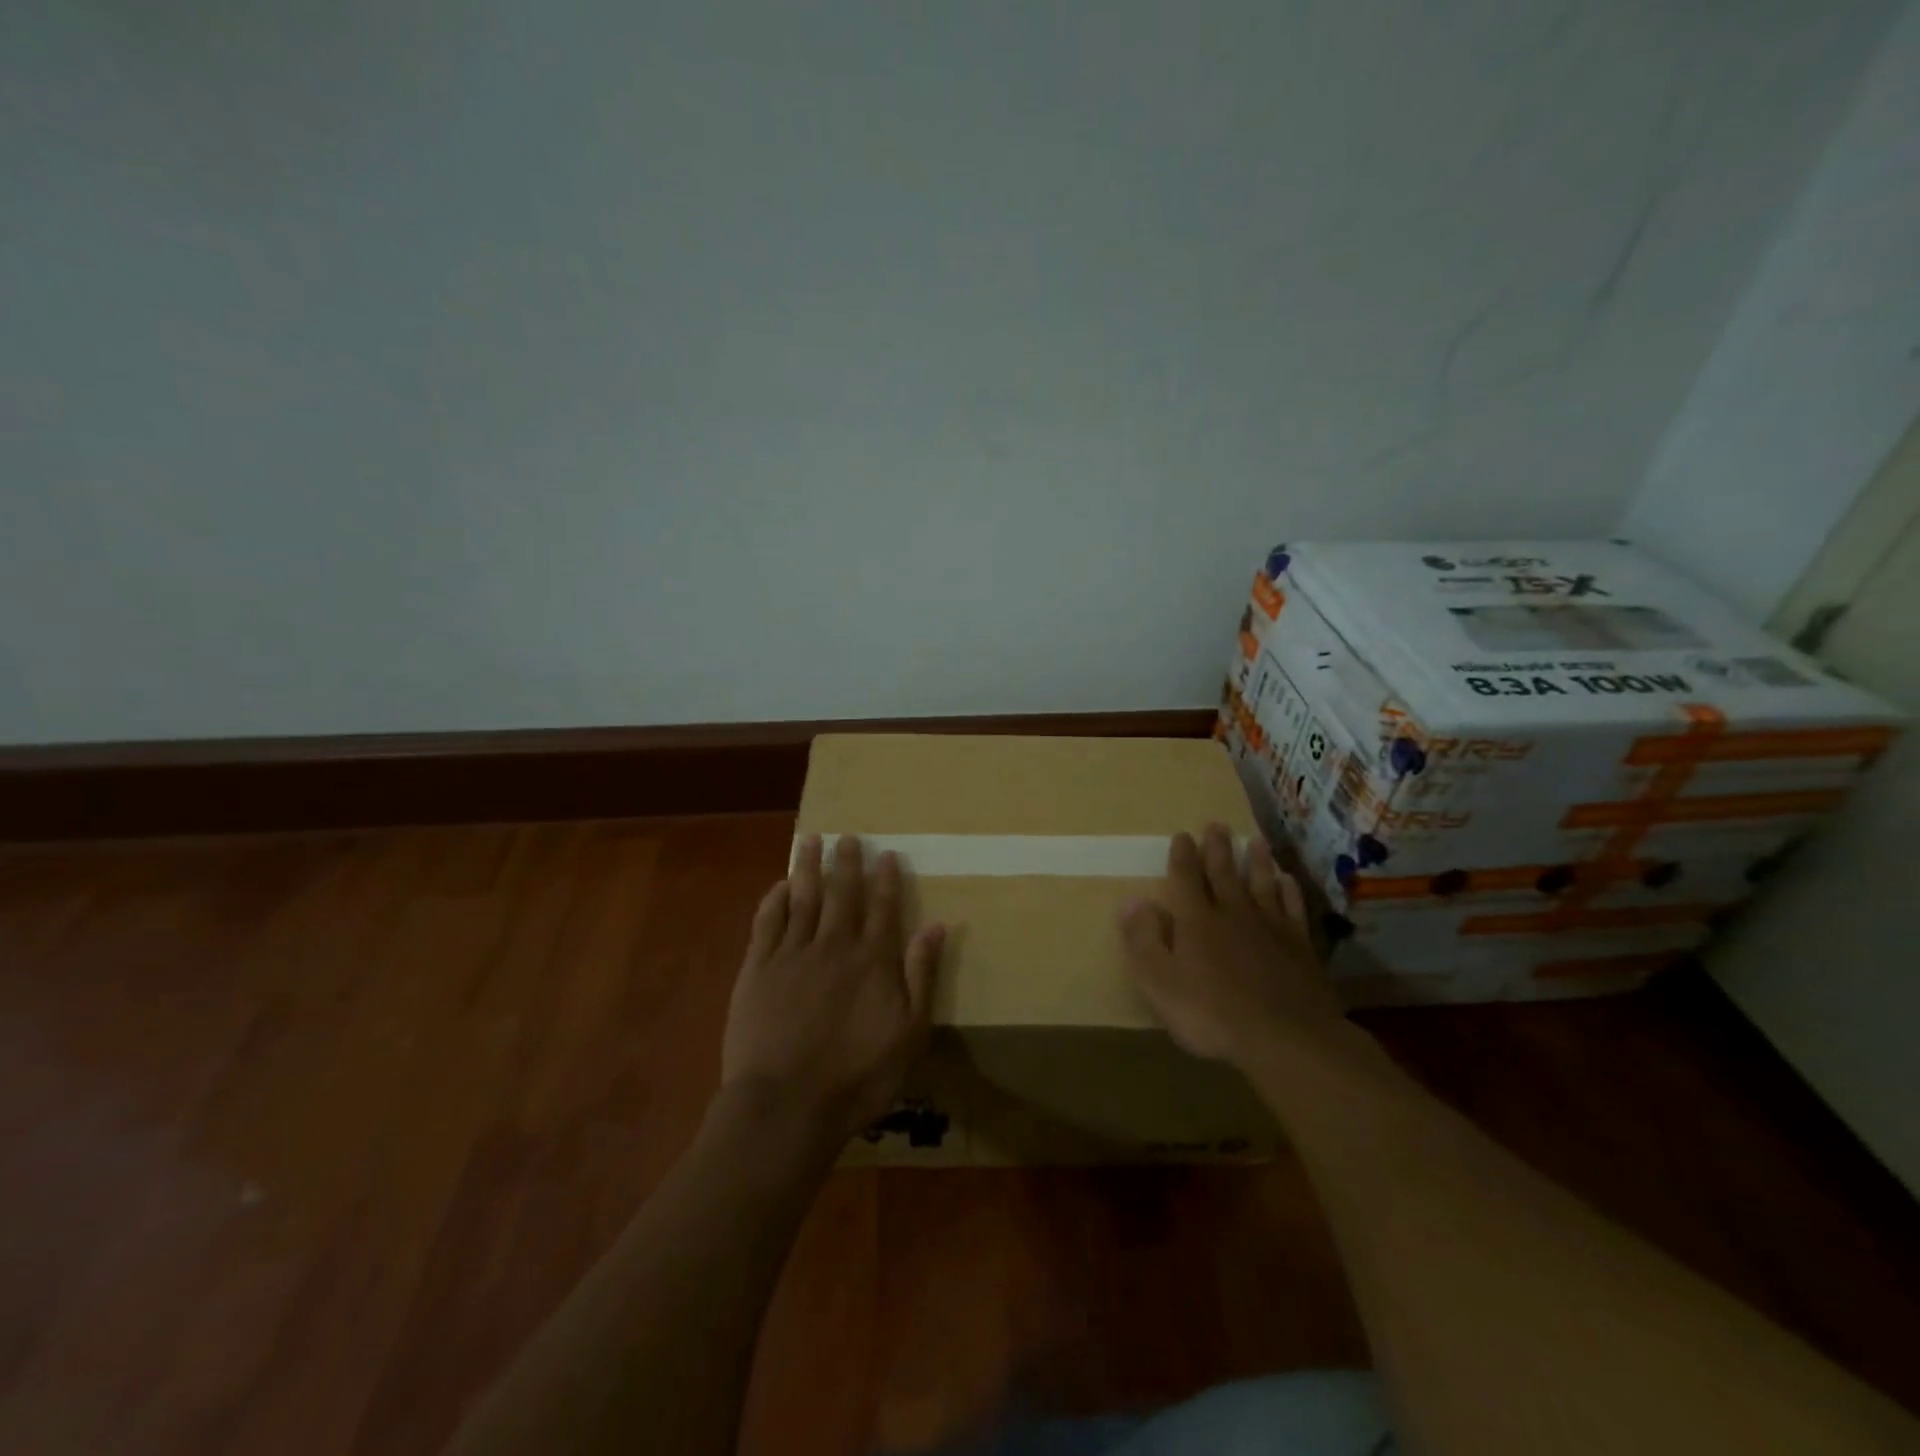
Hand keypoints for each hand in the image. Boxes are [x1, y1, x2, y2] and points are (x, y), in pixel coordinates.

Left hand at [721, 834, 946, 1144]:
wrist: (786, 1106)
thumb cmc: (857, 1077)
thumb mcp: (909, 1033)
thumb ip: (921, 975)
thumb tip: (937, 926)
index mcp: (872, 959)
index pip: (883, 907)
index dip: (886, 879)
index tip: (887, 854)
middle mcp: (834, 944)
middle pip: (842, 893)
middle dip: (847, 862)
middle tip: (848, 837)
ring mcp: (792, 953)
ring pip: (803, 897)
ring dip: (809, 867)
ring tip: (811, 840)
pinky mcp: (757, 968)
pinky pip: (767, 922)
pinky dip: (775, 899)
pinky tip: (780, 885)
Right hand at [1117, 824, 1346, 1066]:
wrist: (1286, 1038)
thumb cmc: (1211, 1014)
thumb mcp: (1159, 982)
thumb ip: (1142, 939)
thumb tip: (1131, 900)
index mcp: (1196, 920)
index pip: (1185, 878)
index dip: (1182, 856)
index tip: (1182, 835)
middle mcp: (1232, 913)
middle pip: (1223, 873)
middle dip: (1218, 848)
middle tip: (1216, 825)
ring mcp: (1270, 928)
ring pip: (1262, 884)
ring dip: (1256, 862)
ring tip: (1255, 840)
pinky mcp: (1299, 947)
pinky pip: (1293, 909)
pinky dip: (1289, 892)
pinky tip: (1288, 881)